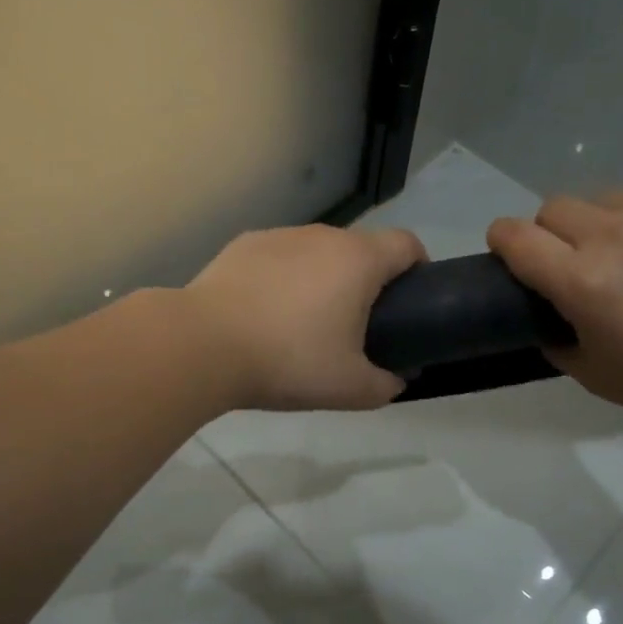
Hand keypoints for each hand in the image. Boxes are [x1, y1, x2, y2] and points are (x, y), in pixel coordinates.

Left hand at [185, 224, 427, 411]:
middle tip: (356, 324)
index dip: (418, 268)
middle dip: (367, 279)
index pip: (407, 244)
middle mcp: (322, 235)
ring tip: (303, 320)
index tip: (410, 301)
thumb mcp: (350, 388)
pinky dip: (283, 276)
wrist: (204, 344)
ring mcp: (280, 235)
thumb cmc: (288, 361)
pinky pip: (280, 257)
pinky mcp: (244, 244)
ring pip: (317, 251)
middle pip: (360, 248)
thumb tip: (397, 379)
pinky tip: (263, 311)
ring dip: (323, 276)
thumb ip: (386, 385)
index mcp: (358, 259)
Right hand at [486, 188, 622, 425]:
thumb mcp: (595, 376)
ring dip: (598, 222)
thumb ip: (555, 339)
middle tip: (573, 262)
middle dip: (550, 232)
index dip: (502, 241)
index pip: (514, 235)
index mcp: (582, 280)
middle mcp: (613, 236)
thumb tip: (545, 314)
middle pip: (552, 207)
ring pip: (601, 198)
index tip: (510, 256)